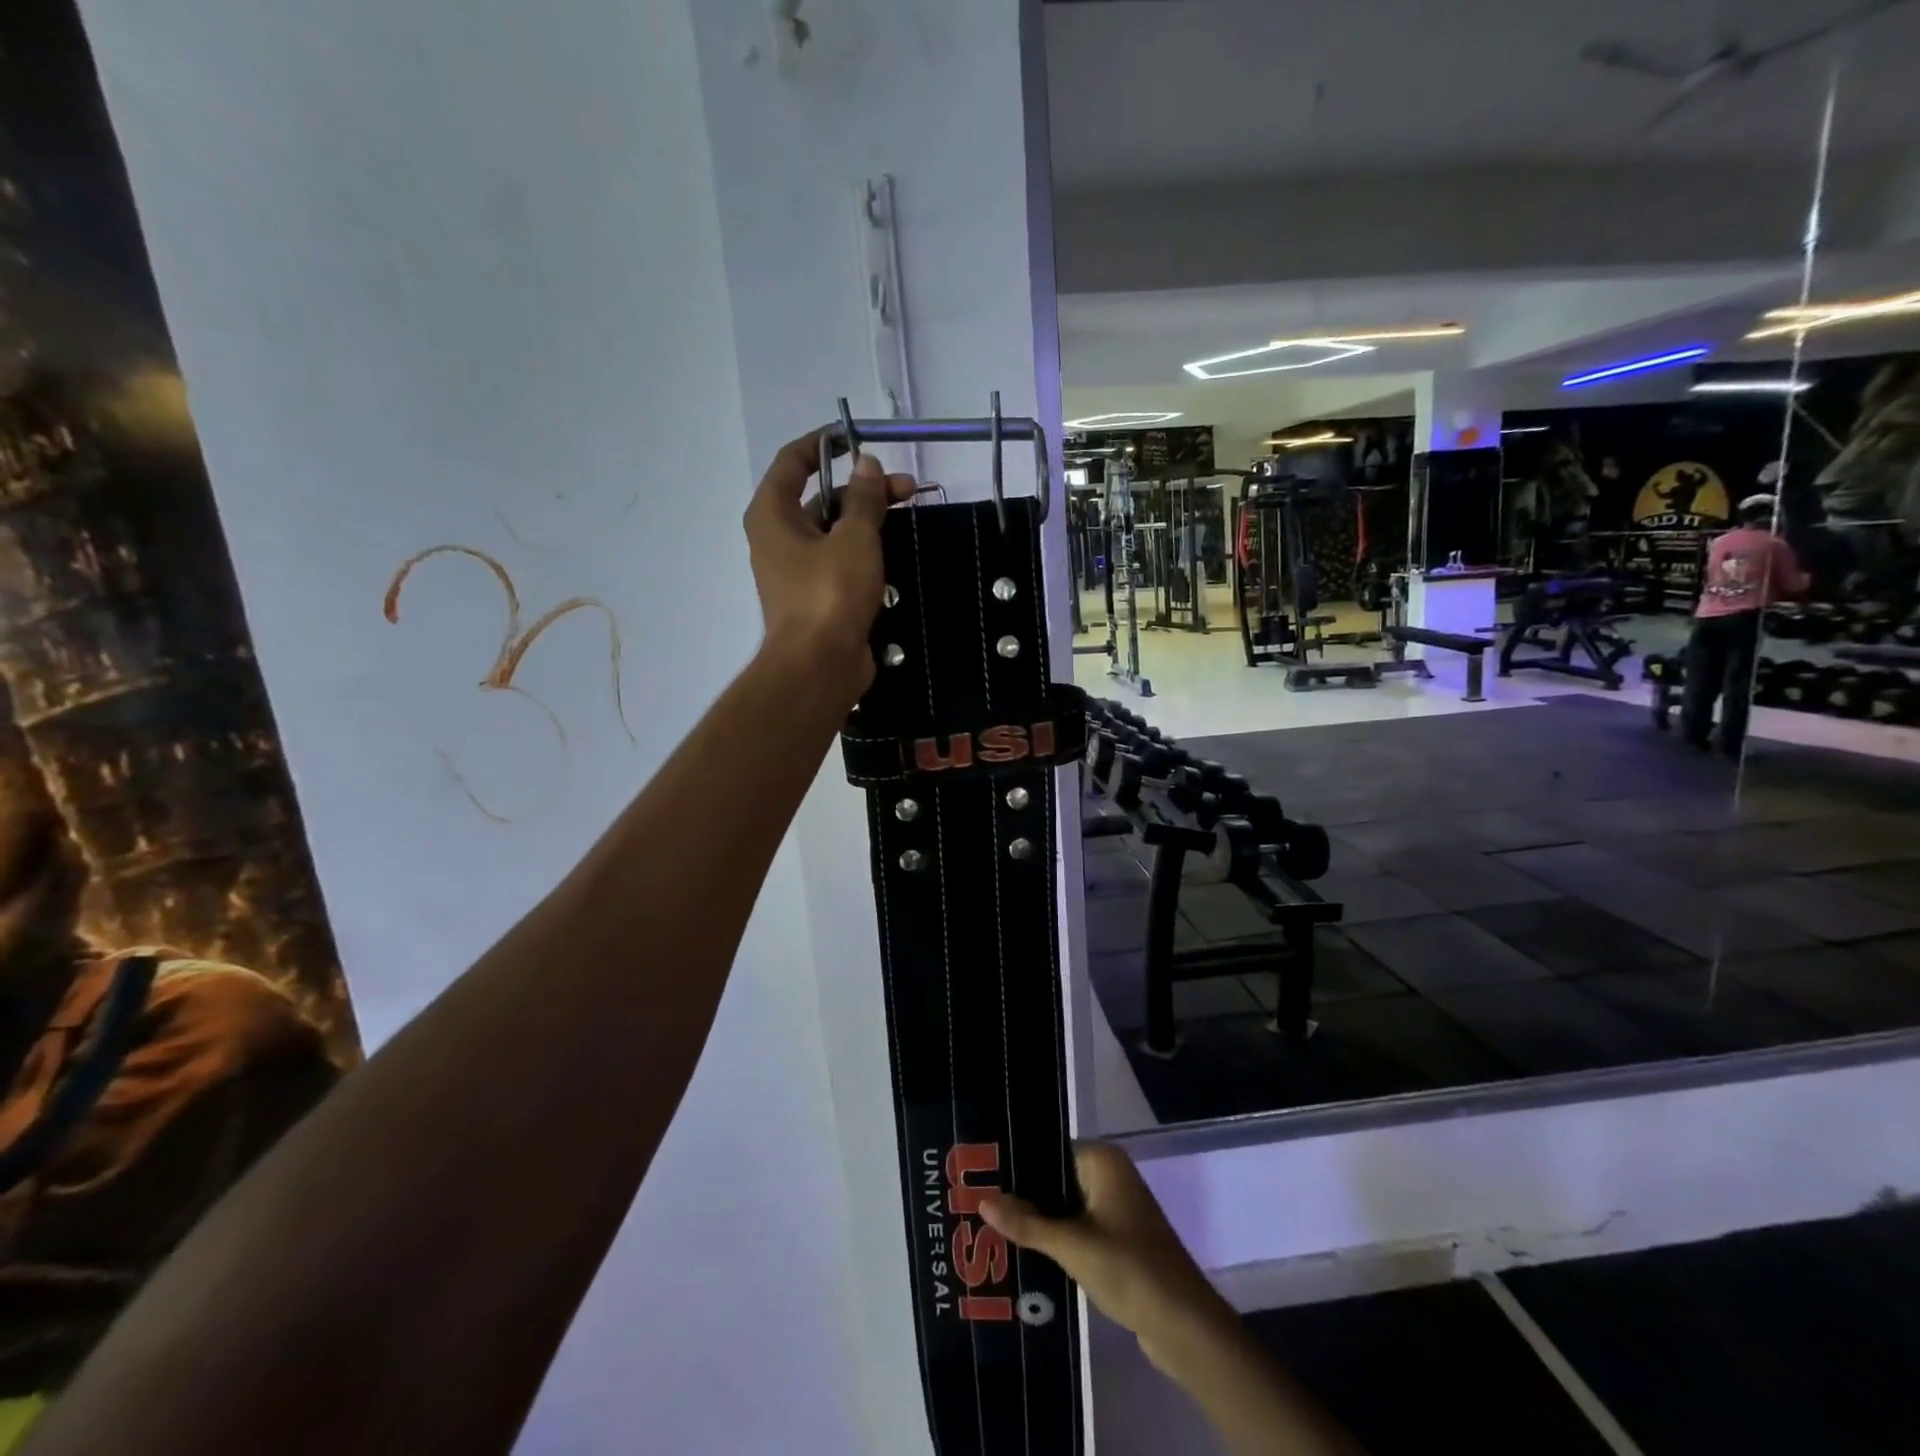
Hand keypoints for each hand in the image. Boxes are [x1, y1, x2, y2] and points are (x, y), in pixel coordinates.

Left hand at [744, 433, 914, 708]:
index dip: (823, 444)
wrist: (819, 666)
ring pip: (834, 532)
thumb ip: (864, 499)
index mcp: (772, 514)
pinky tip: (895, 554)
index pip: (792, 461)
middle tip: (907, 489)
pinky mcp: (817, 597)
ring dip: (868, 521)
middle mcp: (778, 538)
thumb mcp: (854, 538)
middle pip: (820, 498)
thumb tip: (867, 464)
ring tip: (909, 517)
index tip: (857, 438)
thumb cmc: (830, 593)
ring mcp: (797, 570)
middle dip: (863, 489)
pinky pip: (840, 561)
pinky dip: (864, 552)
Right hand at [981, 1142, 1225, 1371]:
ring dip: (1038, 1221)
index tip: (979, 1176)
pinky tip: (1025, 1253)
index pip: (1049, 1150)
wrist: (1185, 1327)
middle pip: (1056, 1178)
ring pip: (1065, 1206)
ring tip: (991, 1229)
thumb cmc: (1130, 1270)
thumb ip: (1028, 1223)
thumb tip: (982, 1199)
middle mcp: (1111, 1175)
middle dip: (1023, 1196)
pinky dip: (1056, 1239)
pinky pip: (1078, 1228)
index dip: (1017, 1165)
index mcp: (1103, 1160)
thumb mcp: (1073, 1246)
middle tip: (978, 1204)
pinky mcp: (1119, 1240)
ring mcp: (1117, 1208)